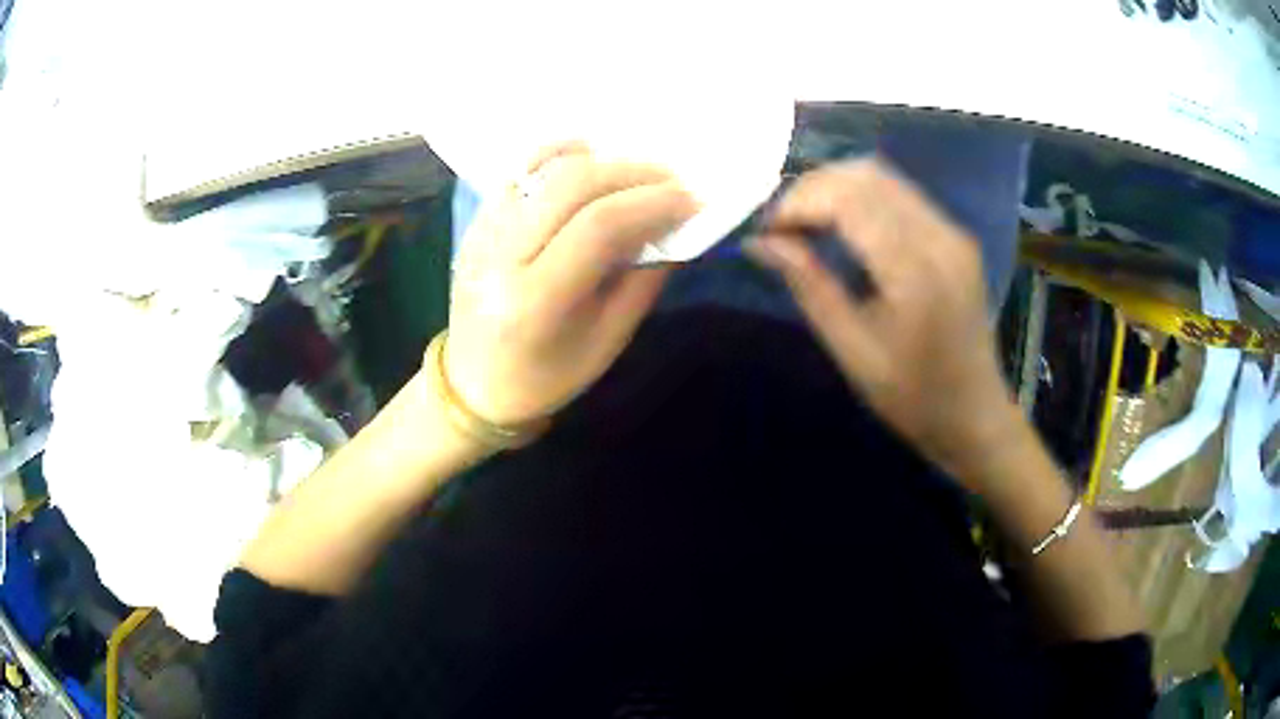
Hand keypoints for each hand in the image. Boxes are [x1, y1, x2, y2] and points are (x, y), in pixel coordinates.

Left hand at [444, 143, 696, 426]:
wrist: (474, 383)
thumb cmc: (546, 377)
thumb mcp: (606, 342)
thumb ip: (643, 281)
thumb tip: (674, 226)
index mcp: (533, 301)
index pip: (598, 226)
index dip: (652, 204)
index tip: (692, 200)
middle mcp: (500, 255)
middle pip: (571, 184)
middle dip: (633, 173)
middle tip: (673, 180)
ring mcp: (481, 232)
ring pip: (543, 168)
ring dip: (601, 160)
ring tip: (637, 172)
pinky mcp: (475, 221)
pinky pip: (519, 171)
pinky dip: (560, 156)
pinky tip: (591, 161)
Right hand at [747, 159, 1017, 482]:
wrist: (975, 414)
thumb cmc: (913, 397)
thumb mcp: (853, 351)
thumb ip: (809, 285)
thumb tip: (759, 242)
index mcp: (917, 272)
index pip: (849, 200)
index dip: (798, 203)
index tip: (765, 231)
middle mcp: (940, 237)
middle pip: (866, 175)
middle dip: (813, 189)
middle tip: (780, 226)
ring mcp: (952, 232)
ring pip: (882, 176)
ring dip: (834, 188)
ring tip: (804, 224)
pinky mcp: (954, 235)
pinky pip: (899, 194)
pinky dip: (859, 198)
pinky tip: (840, 226)